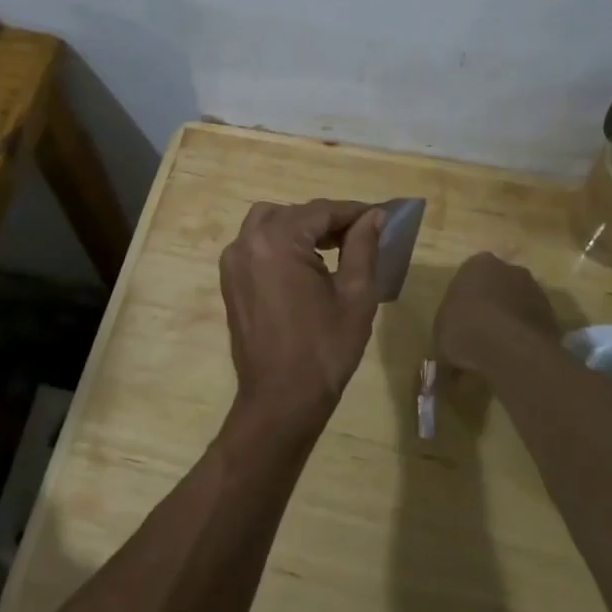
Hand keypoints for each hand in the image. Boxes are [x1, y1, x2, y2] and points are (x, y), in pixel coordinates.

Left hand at [218, 199, 384, 437]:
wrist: (281, 400)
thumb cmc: (324, 349)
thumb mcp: (355, 295)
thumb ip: (363, 247)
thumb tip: (373, 216)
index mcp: (277, 242)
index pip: (321, 211)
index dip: (353, 211)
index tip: (381, 216)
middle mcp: (247, 243)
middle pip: (293, 213)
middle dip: (326, 220)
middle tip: (359, 236)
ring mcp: (233, 262)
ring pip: (269, 223)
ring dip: (301, 228)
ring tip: (333, 248)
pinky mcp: (230, 281)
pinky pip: (256, 245)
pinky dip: (281, 244)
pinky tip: (307, 265)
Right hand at [433, 252, 560, 375]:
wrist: (507, 346)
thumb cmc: (464, 329)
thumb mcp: (440, 339)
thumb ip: (445, 344)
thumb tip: (443, 371)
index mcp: (477, 264)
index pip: (469, 278)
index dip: (464, 303)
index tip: (460, 325)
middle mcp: (509, 269)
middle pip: (498, 287)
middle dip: (491, 307)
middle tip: (480, 336)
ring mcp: (535, 290)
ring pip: (518, 305)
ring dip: (510, 322)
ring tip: (499, 353)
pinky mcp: (552, 314)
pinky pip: (533, 324)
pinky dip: (525, 337)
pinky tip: (515, 358)